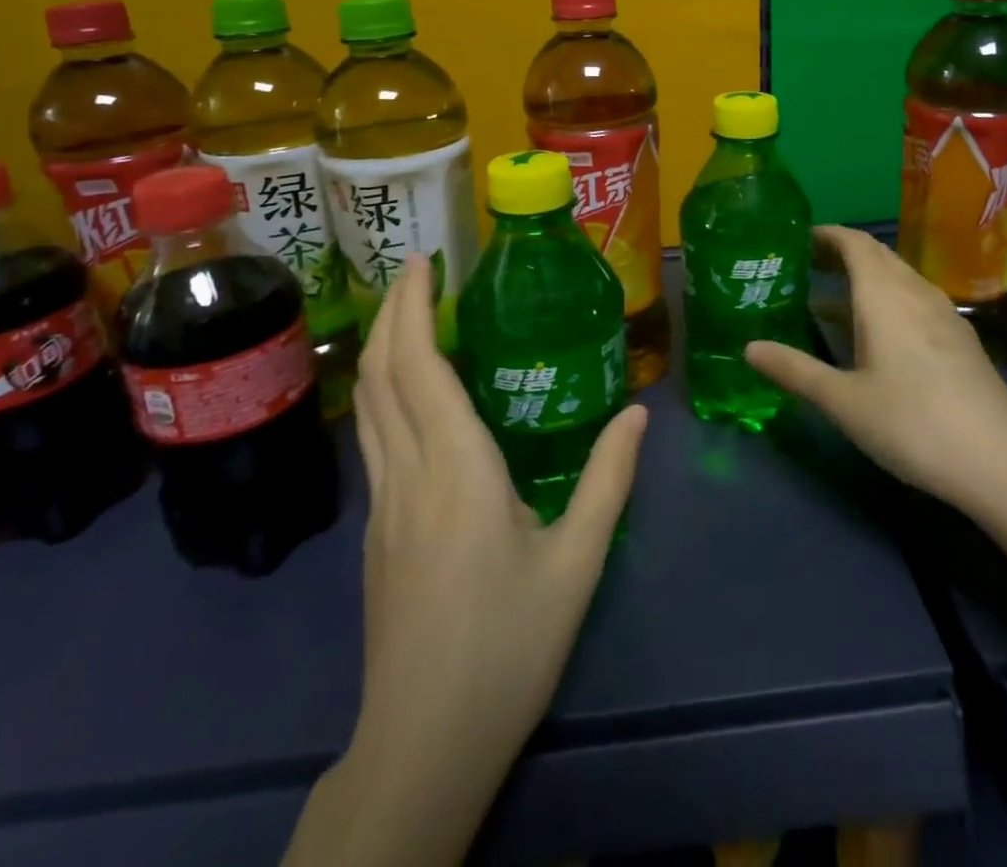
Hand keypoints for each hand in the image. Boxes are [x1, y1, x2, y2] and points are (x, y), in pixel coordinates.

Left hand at [324, 255, 647, 864]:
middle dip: (393, 313)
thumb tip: (638, 415)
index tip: (426, 263)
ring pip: (367, 405)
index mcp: (457, 470)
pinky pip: (373, 436)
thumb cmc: (508, 647)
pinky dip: (383, 390)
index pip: (420, 368)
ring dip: (381, 348)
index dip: (415, 309)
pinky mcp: (376, 529)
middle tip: (416, 270)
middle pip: (382, 375)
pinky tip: (407, 391)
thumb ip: (608, 480)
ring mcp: (383, 503)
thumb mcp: (578, 563)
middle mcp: (409, 473)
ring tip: (407, 313)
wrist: (423, 743)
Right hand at [745, 226, 1006, 518]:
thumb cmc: (912, 423)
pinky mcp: (959, 338)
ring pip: (897, 278)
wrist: (1002, 462)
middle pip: (876, 255)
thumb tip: (748, 348)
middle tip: (804, 266)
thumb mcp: (843, 401)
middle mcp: (915, 292)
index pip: (854, 242)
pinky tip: (873, 335)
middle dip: (840, 253)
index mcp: (884, 295)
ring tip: (828, 299)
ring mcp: (943, 314)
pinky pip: (913, 299)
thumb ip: (794, 370)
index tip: (795, 238)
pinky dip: (885, 300)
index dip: (825, 234)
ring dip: (863, 278)